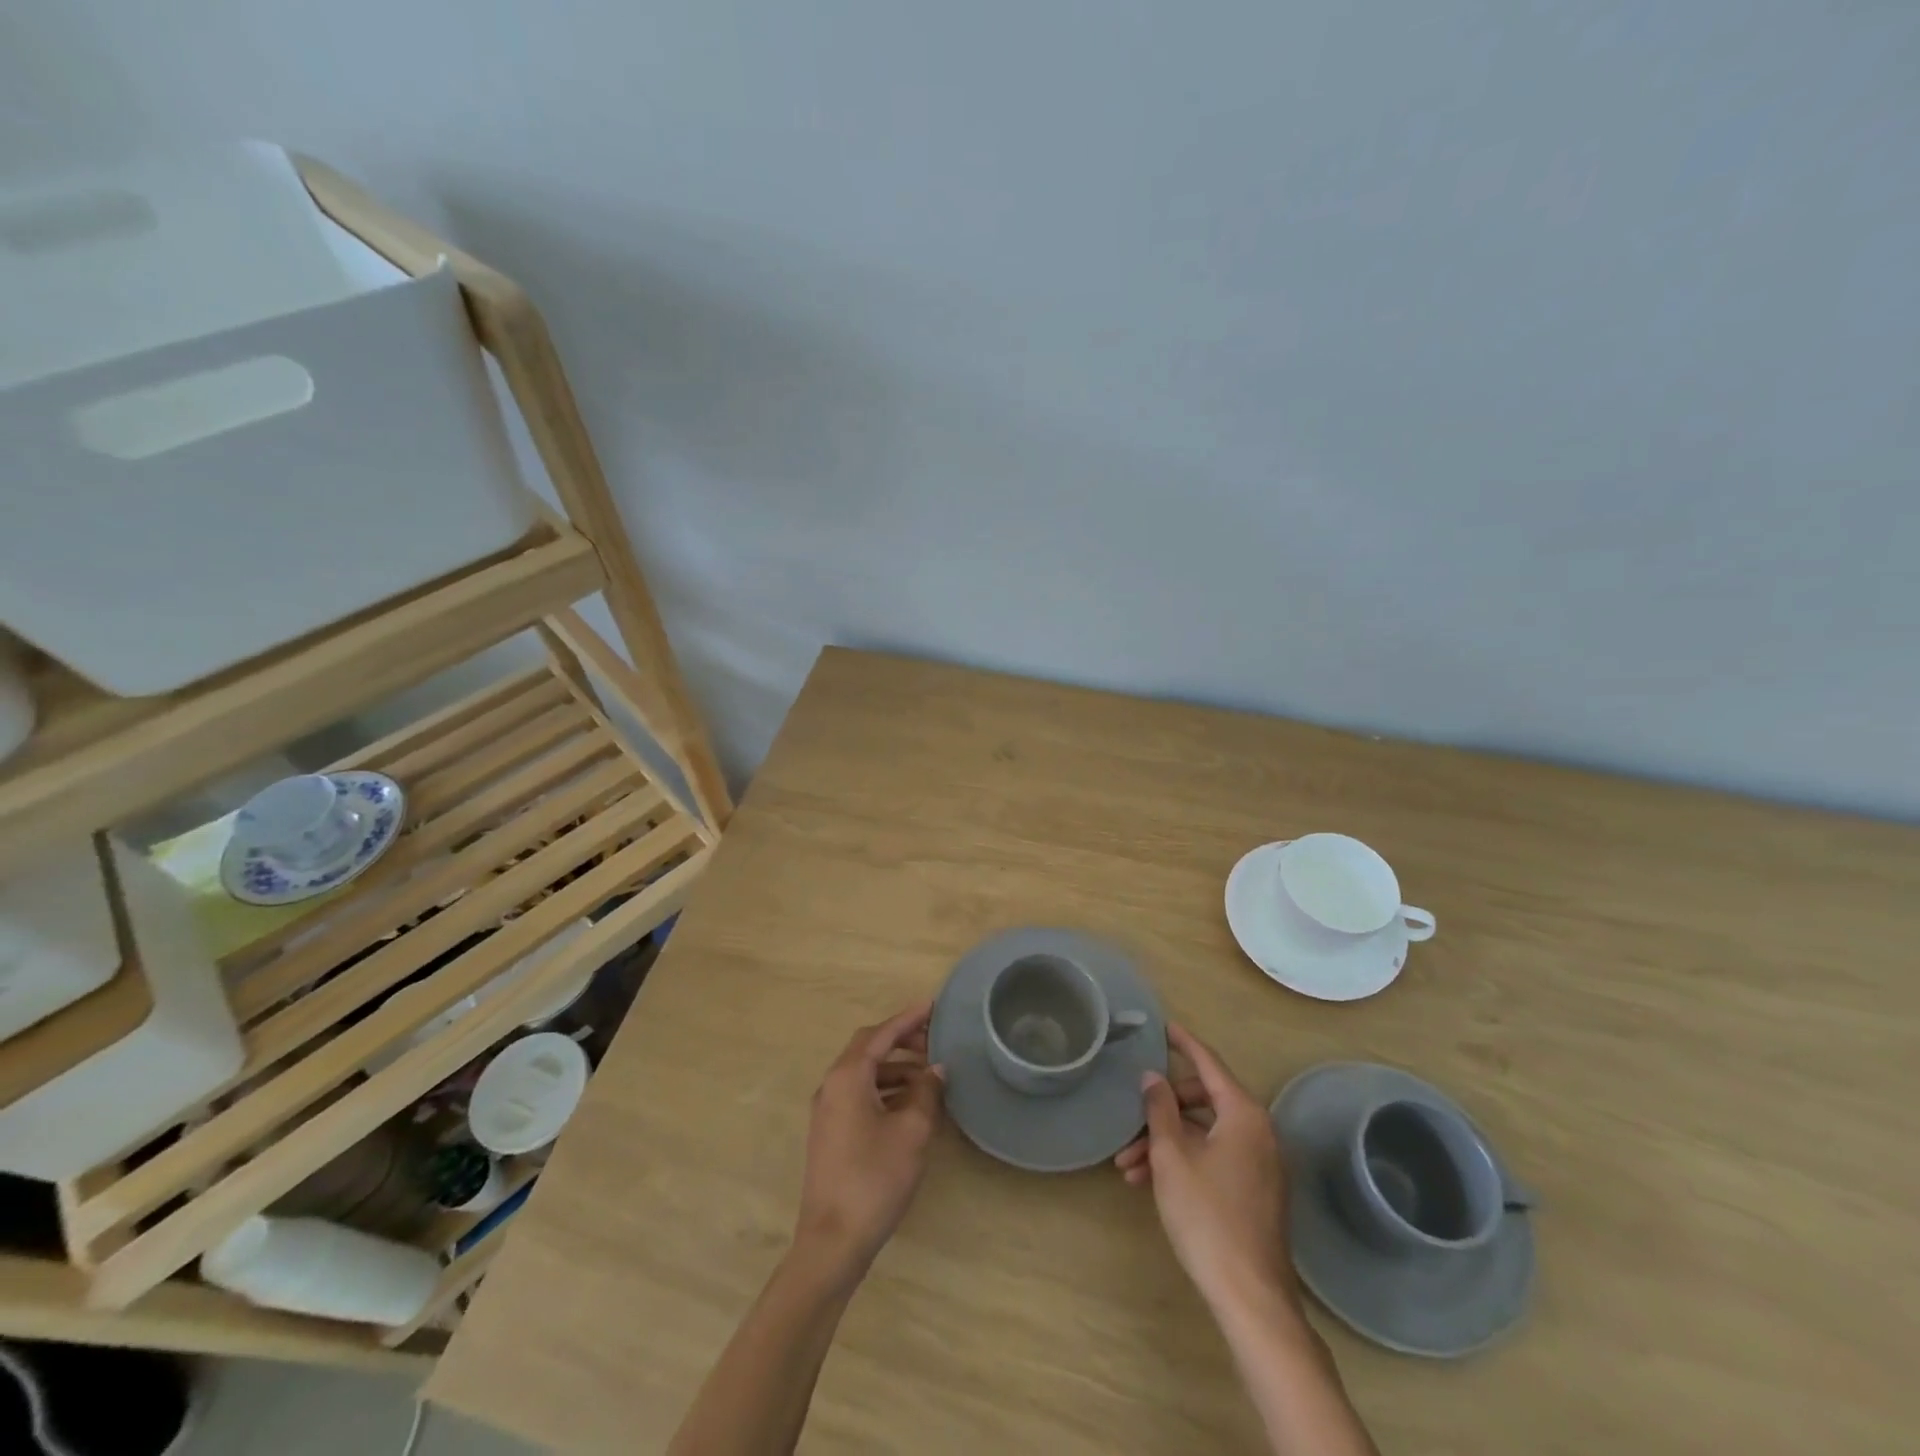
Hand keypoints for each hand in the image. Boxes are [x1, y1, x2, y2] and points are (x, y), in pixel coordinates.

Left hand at [795, 1002, 945, 1274]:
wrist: (832, 1242)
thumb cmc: (874, 1178)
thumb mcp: (912, 1131)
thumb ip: (927, 1092)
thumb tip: (936, 1070)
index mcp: (848, 1076)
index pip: (880, 1033)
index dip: (908, 1018)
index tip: (933, 1006)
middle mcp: (832, 1085)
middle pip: (868, 1048)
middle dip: (901, 1040)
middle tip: (934, 1040)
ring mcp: (827, 1110)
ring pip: (864, 1073)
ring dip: (895, 1067)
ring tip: (929, 1075)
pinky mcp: (830, 1132)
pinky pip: (860, 1093)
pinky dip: (885, 1089)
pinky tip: (910, 1103)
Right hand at [1115, 1024, 1294, 1311]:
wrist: (1250, 1296)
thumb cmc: (1207, 1216)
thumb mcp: (1172, 1156)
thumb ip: (1159, 1109)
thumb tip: (1152, 1077)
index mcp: (1243, 1114)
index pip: (1208, 1064)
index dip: (1184, 1043)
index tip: (1164, 1026)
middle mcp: (1258, 1131)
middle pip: (1203, 1100)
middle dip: (1162, 1111)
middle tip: (1130, 1121)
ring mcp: (1260, 1163)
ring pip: (1204, 1134)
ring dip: (1166, 1143)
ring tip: (1128, 1167)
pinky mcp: (1255, 1190)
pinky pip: (1214, 1157)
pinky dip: (1184, 1161)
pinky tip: (1151, 1183)